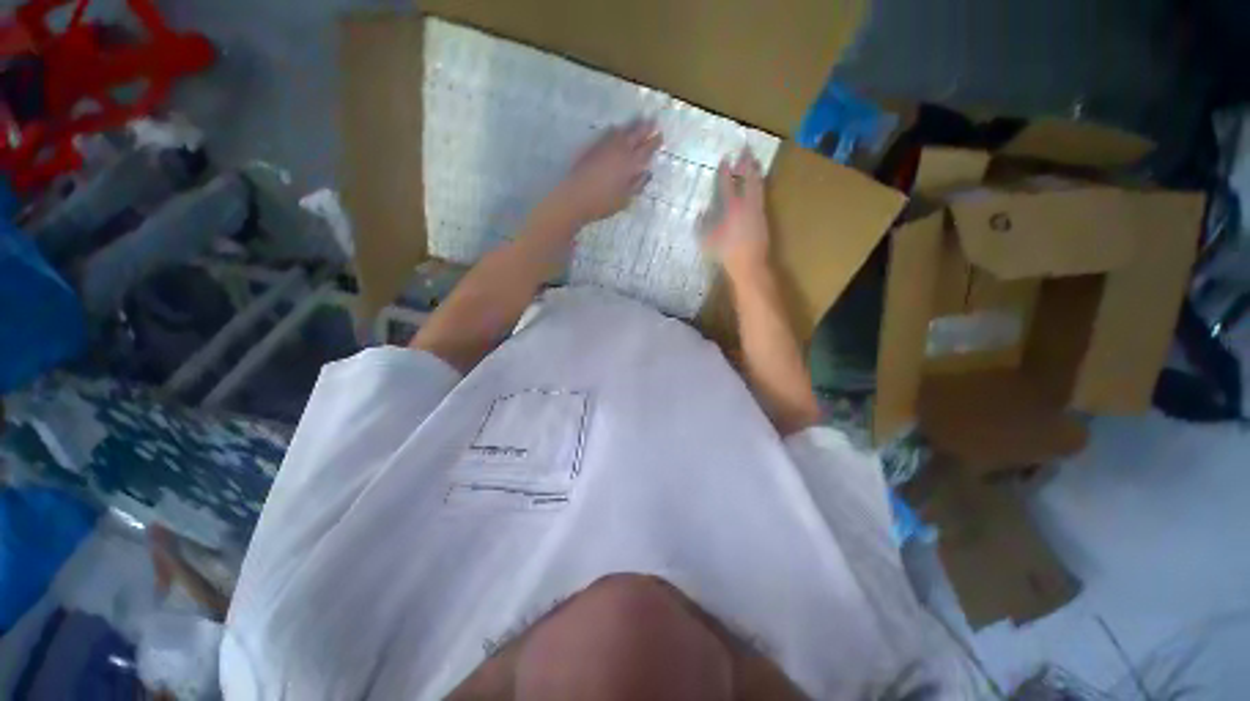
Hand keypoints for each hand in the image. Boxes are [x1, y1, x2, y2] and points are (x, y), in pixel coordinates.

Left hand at [551, 118, 661, 223]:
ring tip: (638, 120)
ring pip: (621, 132)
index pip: (646, 150)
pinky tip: (615, 129)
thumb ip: (637, 185)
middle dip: (645, 128)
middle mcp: (619, 152)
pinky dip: (614, 131)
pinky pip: (607, 135)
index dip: (654, 142)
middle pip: (635, 136)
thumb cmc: (603, 203)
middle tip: (653, 120)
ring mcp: (604, 148)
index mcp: (630, 165)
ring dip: (631, 126)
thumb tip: (647, 173)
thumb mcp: (625, 199)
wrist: (575, 197)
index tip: (660, 135)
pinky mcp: (592, 148)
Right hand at [701, 148, 769, 280]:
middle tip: (746, 150)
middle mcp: (746, 205)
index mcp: (731, 208)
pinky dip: (759, 186)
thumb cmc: (726, 254)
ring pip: (759, 186)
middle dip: (747, 163)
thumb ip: (703, 225)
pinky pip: (762, 196)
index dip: (725, 171)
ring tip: (755, 162)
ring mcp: (757, 211)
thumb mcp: (708, 241)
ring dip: (756, 172)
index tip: (725, 159)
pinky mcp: (764, 218)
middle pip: (749, 179)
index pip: (727, 184)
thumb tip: (700, 212)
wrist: (749, 265)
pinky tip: (758, 186)